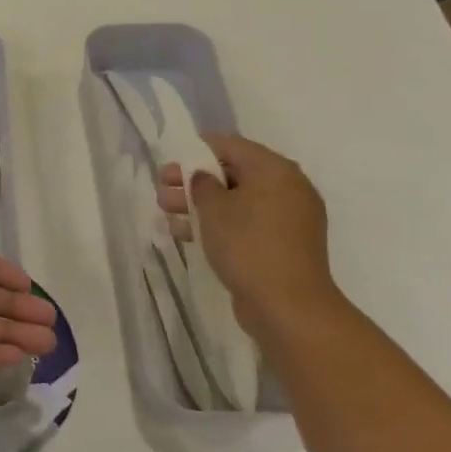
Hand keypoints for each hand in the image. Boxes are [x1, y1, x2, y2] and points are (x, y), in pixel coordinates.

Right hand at [157, 134, 342, 338]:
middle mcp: (287, 189)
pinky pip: (244, 224)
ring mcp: (287, 219)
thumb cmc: (247, 245)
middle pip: (233, 173)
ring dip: (200, 204)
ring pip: (236, 201)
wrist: (288, 305)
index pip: (232, 145)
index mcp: (275, 171)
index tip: (171, 158)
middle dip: (194, 180)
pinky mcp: (281, 245)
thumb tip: (204, 177)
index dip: (198, 149)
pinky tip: (184, 233)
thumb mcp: (214, 208)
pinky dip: (217, 224)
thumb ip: (202, 184)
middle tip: (163, 187)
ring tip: (166, 212)